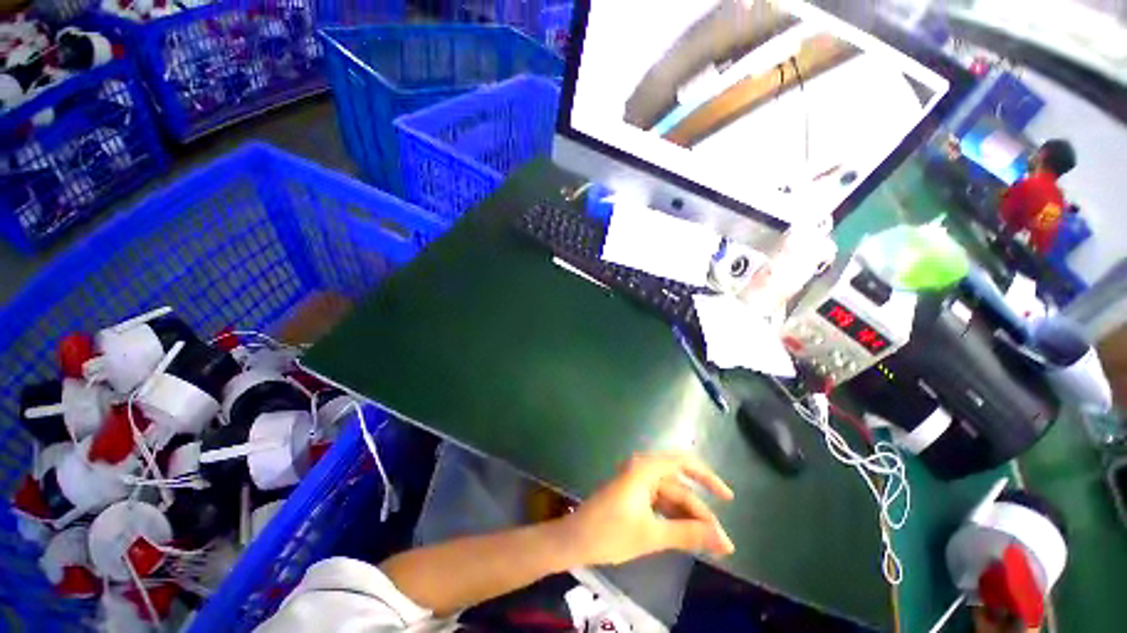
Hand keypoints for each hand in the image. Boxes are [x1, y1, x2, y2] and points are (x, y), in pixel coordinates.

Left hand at [556, 452, 734, 566]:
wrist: (575, 539)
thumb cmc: (611, 532)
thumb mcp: (652, 535)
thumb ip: (688, 534)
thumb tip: (723, 540)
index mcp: (646, 469)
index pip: (684, 463)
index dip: (708, 477)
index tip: (728, 498)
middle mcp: (643, 470)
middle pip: (679, 486)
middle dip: (701, 513)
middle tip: (722, 544)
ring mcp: (637, 482)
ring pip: (671, 497)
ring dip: (689, 518)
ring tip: (709, 546)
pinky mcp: (633, 495)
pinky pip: (660, 503)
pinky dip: (674, 518)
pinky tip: (687, 537)